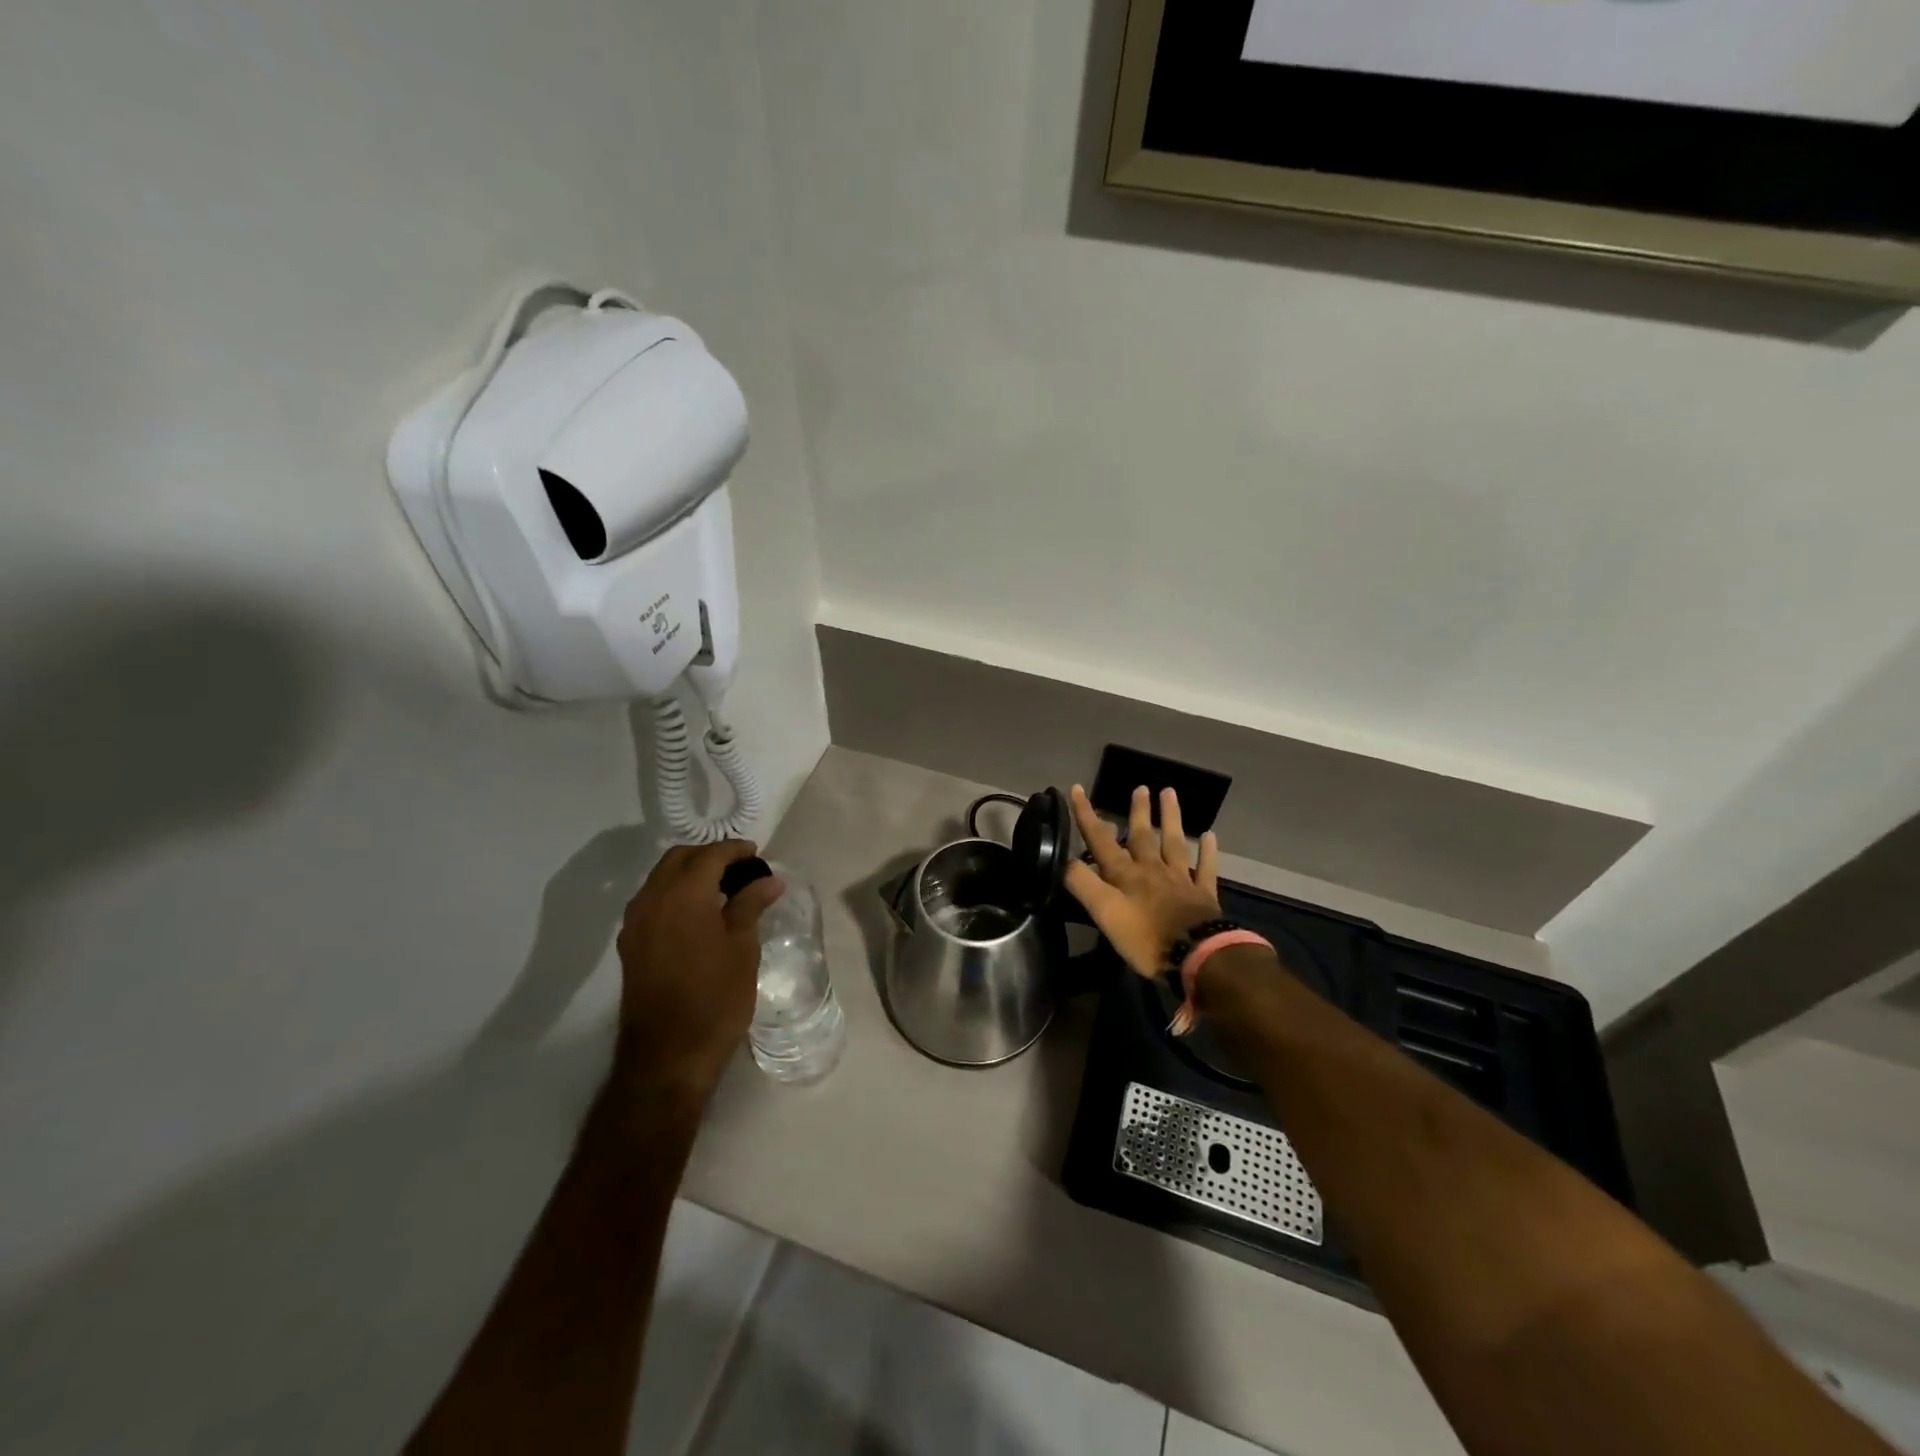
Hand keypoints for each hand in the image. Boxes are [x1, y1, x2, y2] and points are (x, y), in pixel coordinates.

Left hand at [613, 840, 783, 1098]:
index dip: (734, 850)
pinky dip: (675, 894)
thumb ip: (750, 906)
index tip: (756, 855)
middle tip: (740, 869)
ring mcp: (635, 923)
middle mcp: (652, 900)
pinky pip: (653, 901)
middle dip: (709, 856)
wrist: (667, 1056)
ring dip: (690, 874)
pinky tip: (699, 914)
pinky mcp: (630, 945)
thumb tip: (768, 880)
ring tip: (722, 889)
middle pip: (679, 859)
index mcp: (683, 895)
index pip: (709, 855)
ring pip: (661, 878)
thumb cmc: (715, 999)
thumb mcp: (742, 949)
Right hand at [1064, 785, 1220, 978]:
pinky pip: (1205, 868)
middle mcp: (1151, 870)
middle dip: (1138, 812)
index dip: (1087, 815)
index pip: (1101, 840)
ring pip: (1173, 843)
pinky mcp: (1203, 895)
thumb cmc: (1145, 938)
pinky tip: (1209, 835)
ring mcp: (1180, 880)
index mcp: (1125, 875)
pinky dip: (1207, 851)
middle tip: (1140, 787)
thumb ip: (1083, 885)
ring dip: (1170, 818)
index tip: (1077, 789)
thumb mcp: (1105, 913)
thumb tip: (1064, 860)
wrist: (1197, 955)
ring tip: (1169, 792)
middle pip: (1143, 836)